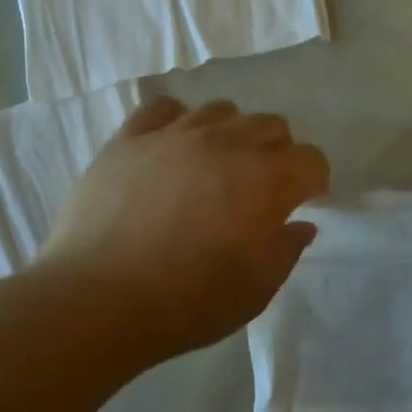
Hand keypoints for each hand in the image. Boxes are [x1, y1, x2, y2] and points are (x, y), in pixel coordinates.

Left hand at [43, 97, 328, 360]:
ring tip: (216, 167)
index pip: (311, 159)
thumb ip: (286, 250)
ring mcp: (175, 134)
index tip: (300, 204)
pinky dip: (178, 123)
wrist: (98, 299)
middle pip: (272, 126)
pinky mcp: (130, 138)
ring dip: (232, 135)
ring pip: (222, 111)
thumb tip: (299, 224)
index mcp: (266, 180)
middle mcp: (227, 143)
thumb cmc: (188, 302)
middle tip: (260, 190)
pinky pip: (165, 109)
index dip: (313, 182)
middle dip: (278, 154)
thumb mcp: (256, 290)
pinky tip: (172, 150)